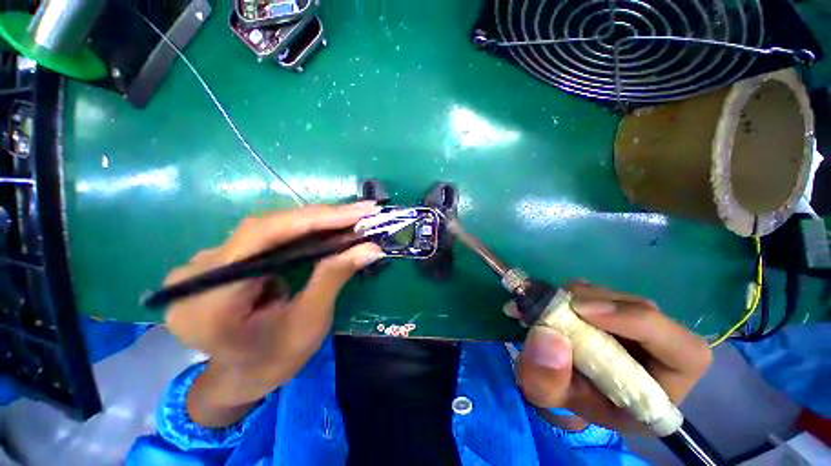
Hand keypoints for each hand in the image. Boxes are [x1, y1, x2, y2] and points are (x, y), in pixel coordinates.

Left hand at [164, 202, 383, 425]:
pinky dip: (302, 231)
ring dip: (314, 222)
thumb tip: (371, 247)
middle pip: (266, 227)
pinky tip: (326, 229)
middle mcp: (196, 273)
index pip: (262, 237)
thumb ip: (333, 278)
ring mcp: (205, 263)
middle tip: (361, 213)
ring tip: (350, 219)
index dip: (315, 219)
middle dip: (320, 218)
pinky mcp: (221, 259)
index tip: (357, 212)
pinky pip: (267, 235)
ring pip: (268, 227)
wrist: (240, 376)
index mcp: (209, 300)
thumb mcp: (308, 323)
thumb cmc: (274, 360)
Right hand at [511, 282, 712, 432]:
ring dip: (585, 295)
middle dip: (601, 303)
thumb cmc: (563, 398)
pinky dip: (577, 291)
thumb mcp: (548, 398)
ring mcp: (636, 329)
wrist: (560, 384)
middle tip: (560, 303)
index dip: (641, 324)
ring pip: (622, 298)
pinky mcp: (615, 312)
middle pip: (647, 313)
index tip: (584, 311)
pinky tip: (558, 300)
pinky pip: (602, 292)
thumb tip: (548, 336)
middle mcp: (658, 354)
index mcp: (659, 390)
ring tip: (552, 304)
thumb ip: (547, 380)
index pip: (686, 353)